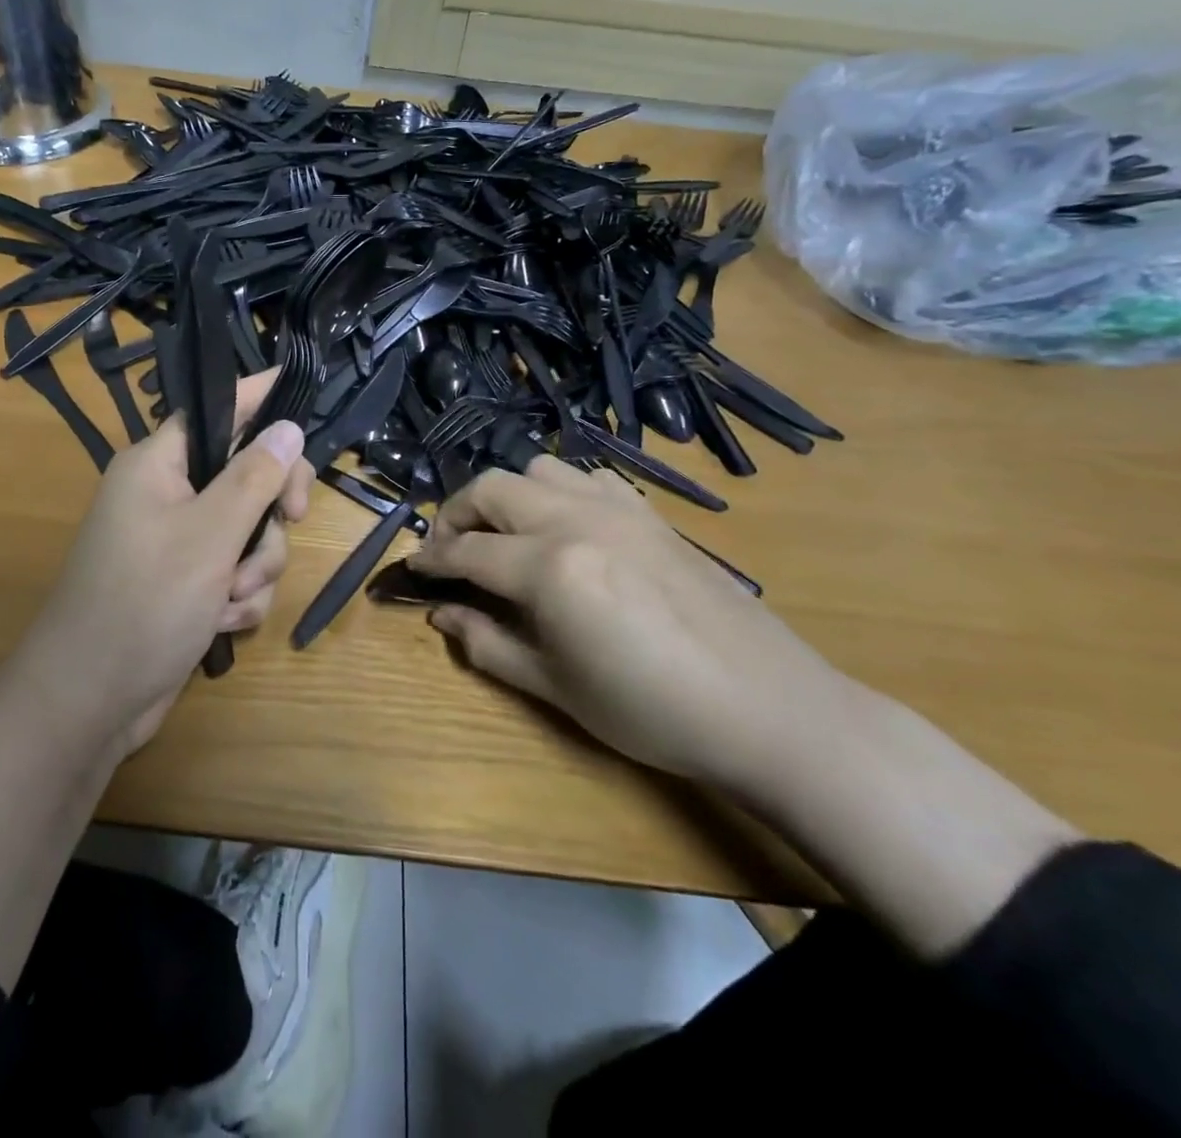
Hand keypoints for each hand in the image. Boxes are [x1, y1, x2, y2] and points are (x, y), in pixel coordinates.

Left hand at [13, 368, 312, 757]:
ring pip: (249, 532)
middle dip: (270, 510)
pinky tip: (222, 623)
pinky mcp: (188, 585)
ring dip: (255, 567)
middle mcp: (168, 496)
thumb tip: (288, 426)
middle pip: (246, 475)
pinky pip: (236, 573)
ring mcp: (178, 544)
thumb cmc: (145, 603)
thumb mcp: (210, 535)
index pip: (216, 411)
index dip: (258, 397)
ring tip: (230, 598)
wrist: (91, 701)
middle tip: (293, 518)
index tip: (298, 385)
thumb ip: (254, 477)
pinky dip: (239, 597)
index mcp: (158, 465)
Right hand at [411, 456, 846, 787]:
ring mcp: (618, 508)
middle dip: (456, 514)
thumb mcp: (557, 689)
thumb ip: (488, 643)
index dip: (432, 560)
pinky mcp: (649, 513)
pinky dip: (559, 491)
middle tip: (451, 551)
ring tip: (506, 535)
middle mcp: (577, 520)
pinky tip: (567, 528)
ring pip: (538, 469)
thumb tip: (441, 614)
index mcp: (550, 568)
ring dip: (507, 495)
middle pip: (491, 488)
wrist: (767, 707)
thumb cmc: (652, 711)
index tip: (413, 570)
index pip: (467, 551)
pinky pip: (588, 478)